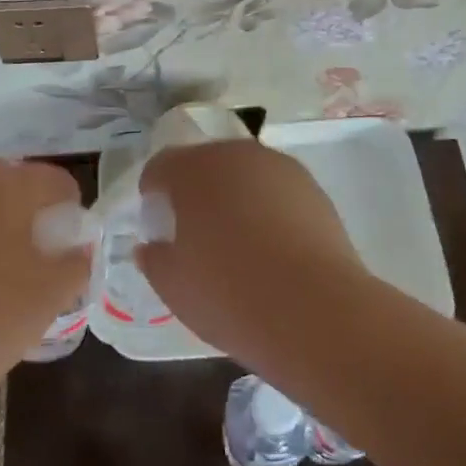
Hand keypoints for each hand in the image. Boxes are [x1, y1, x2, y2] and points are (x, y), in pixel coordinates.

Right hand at [135, 139, 369, 361]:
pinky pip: (276, 191)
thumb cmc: (229, 294)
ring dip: (234, 195)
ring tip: (237, 240)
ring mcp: (279, 167)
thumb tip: (150, 247)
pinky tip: (272, 246)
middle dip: (196, 190)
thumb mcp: (174, 286)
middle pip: (206, 163)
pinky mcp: (314, 188)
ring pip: (244, 174)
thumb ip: (154, 259)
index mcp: (193, 169)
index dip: (153, 191)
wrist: (315, 310)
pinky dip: (267, 208)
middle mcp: (236, 155)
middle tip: (195, 232)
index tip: (156, 222)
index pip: (161, 166)